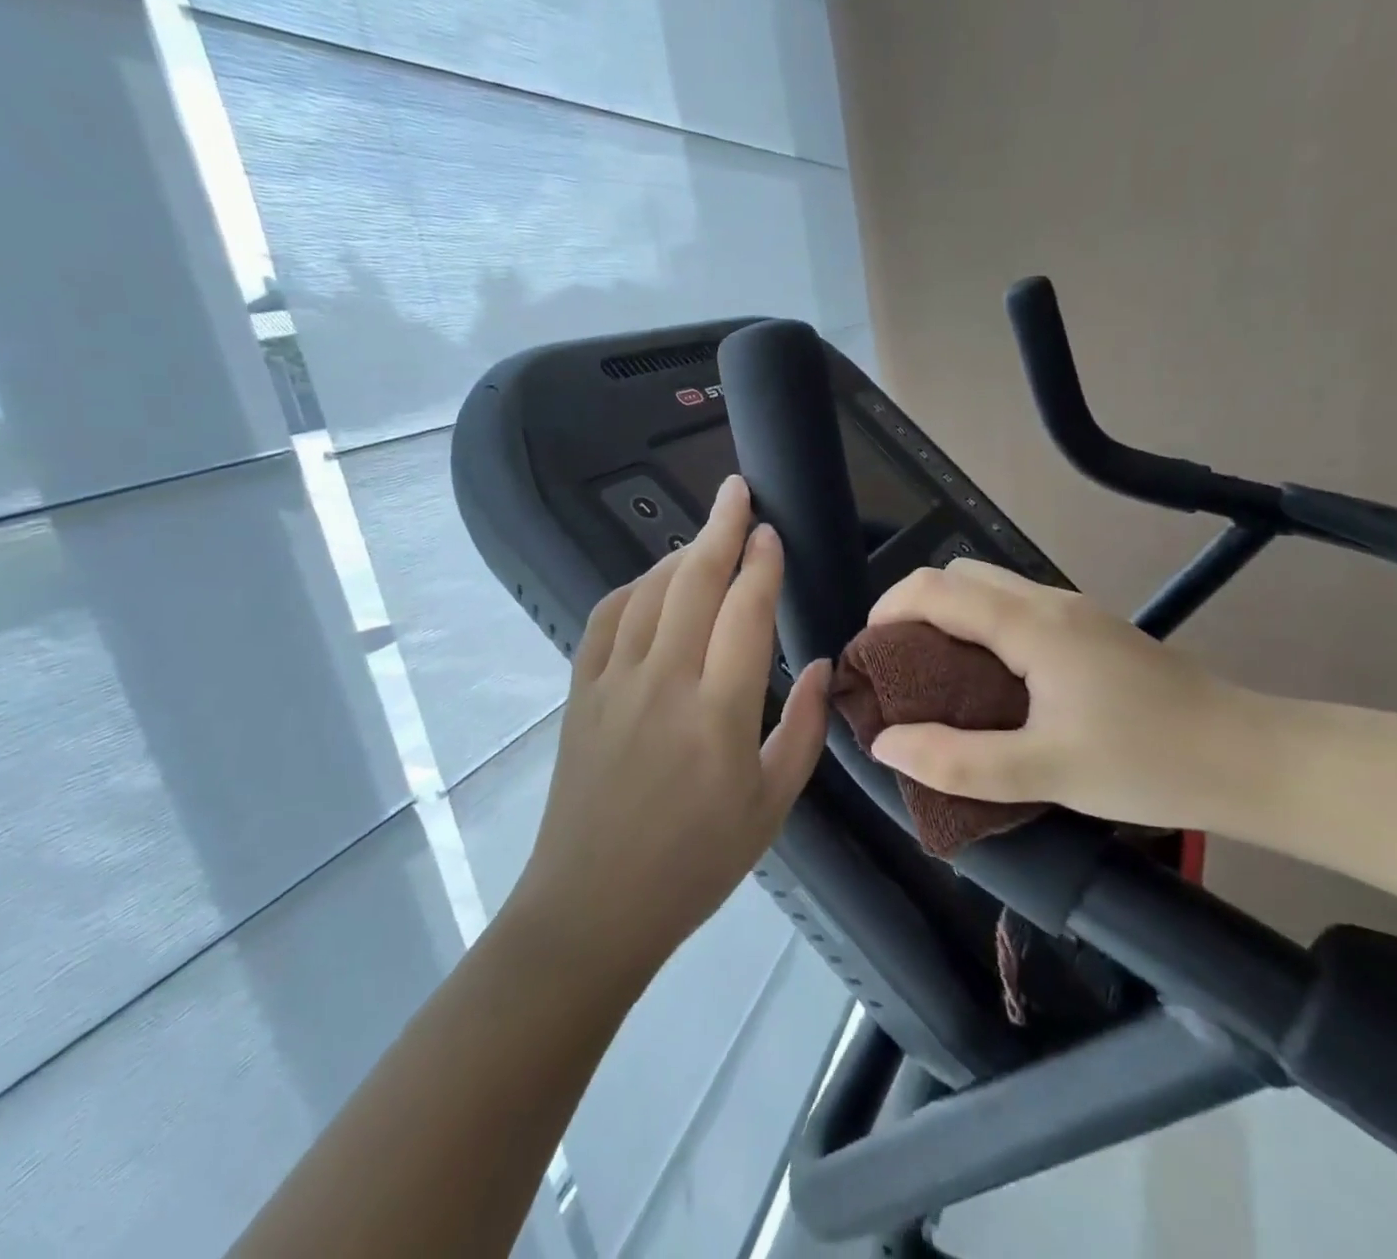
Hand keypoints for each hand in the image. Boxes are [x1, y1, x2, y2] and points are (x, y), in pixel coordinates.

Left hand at [515, 475, 831, 982]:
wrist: (594, 906)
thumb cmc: (696, 864)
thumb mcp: (771, 805)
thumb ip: (801, 728)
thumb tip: (816, 664)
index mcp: (718, 713)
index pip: (745, 611)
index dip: (762, 563)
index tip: (773, 531)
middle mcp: (663, 683)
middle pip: (693, 583)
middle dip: (720, 528)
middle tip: (737, 490)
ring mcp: (613, 683)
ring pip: (648, 593)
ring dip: (679, 554)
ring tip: (706, 536)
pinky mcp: (580, 692)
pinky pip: (605, 620)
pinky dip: (631, 589)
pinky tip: (651, 583)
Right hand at [866, 559, 1255, 830]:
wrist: (1252, 759)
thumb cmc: (1149, 763)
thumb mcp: (1046, 772)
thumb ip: (958, 760)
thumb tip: (885, 742)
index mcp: (1031, 625)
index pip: (935, 589)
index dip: (888, 612)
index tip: (868, 657)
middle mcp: (1049, 601)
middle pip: (959, 575)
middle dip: (914, 608)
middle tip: (899, 669)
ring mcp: (1075, 611)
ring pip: (990, 588)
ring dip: (949, 617)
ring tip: (936, 678)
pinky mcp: (1092, 630)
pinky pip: (1016, 608)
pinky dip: (982, 628)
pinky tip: (990, 683)